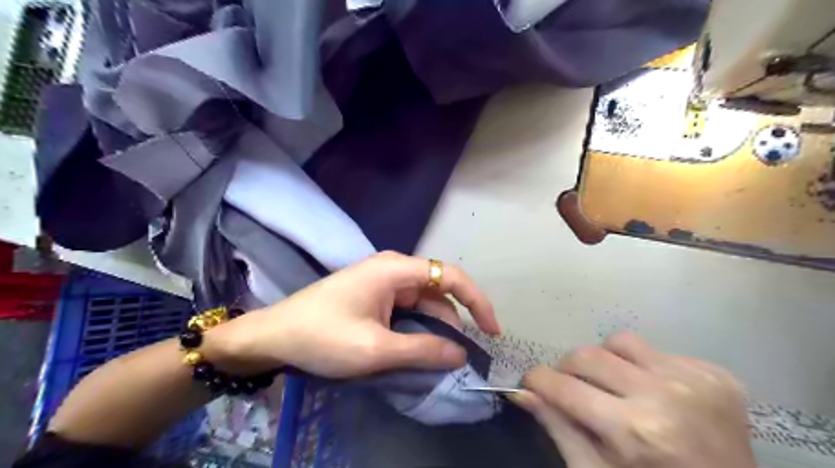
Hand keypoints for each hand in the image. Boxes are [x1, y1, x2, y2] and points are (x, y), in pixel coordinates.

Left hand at [206, 251, 497, 377]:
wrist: (274, 336)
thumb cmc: (322, 336)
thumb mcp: (376, 348)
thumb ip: (423, 350)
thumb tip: (461, 354)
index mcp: (396, 269)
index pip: (451, 276)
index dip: (477, 301)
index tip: (491, 331)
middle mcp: (394, 269)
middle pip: (438, 293)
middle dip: (452, 324)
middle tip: (456, 359)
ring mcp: (383, 282)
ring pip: (423, 304)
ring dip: (433, 330)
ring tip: (435, 360)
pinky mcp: (375, 296)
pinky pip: (407, 310)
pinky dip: (417, 330)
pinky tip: (415, 350)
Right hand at [516, 332, 756, 467]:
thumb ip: (558, 428)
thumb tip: (521, 392)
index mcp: (633, 431)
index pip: (563, 386)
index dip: (537, 380)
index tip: (531, 383)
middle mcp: (664, 396)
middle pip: (587, 355)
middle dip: (567, 368)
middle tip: (571, 387)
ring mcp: (695, 380)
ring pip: (620, 341)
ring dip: (607, 360)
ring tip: (615, 387)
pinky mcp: (717, 374)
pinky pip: (657, 351)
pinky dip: (643, 367)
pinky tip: (655, 393)